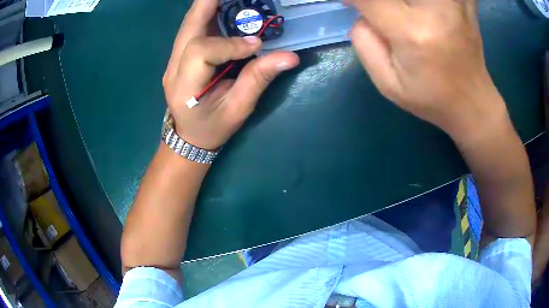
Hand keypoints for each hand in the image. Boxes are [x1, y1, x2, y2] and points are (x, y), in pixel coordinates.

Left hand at [163, 0, 298, 149]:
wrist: (188, 137)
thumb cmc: (212, 128)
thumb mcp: (238, 110)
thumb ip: (258, 80)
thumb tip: (290, 57)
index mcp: (185, 87)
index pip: (201, 52)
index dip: (229, 44)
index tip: (257, 45)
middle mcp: (173, 68)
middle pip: (188, 26)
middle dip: (210, 3)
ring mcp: (173, 60)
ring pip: (188, 23)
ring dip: (208, 5)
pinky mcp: (179, 56)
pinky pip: (192, 28)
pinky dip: (207, 13)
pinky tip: (223, 6)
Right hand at [347, 0, 504, 135]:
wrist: (472, 103)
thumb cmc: (431, 98)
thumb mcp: (388, 84)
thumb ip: (364, 43)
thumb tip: (361, 13)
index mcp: (413, 33)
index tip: (350, 3)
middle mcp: (436, 9)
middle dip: (380, 1)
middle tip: (381, 12)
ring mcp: (455, 3)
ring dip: (406, 3)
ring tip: (407, 15)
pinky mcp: (465, 3)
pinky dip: (433, 2)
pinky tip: (429, 11)